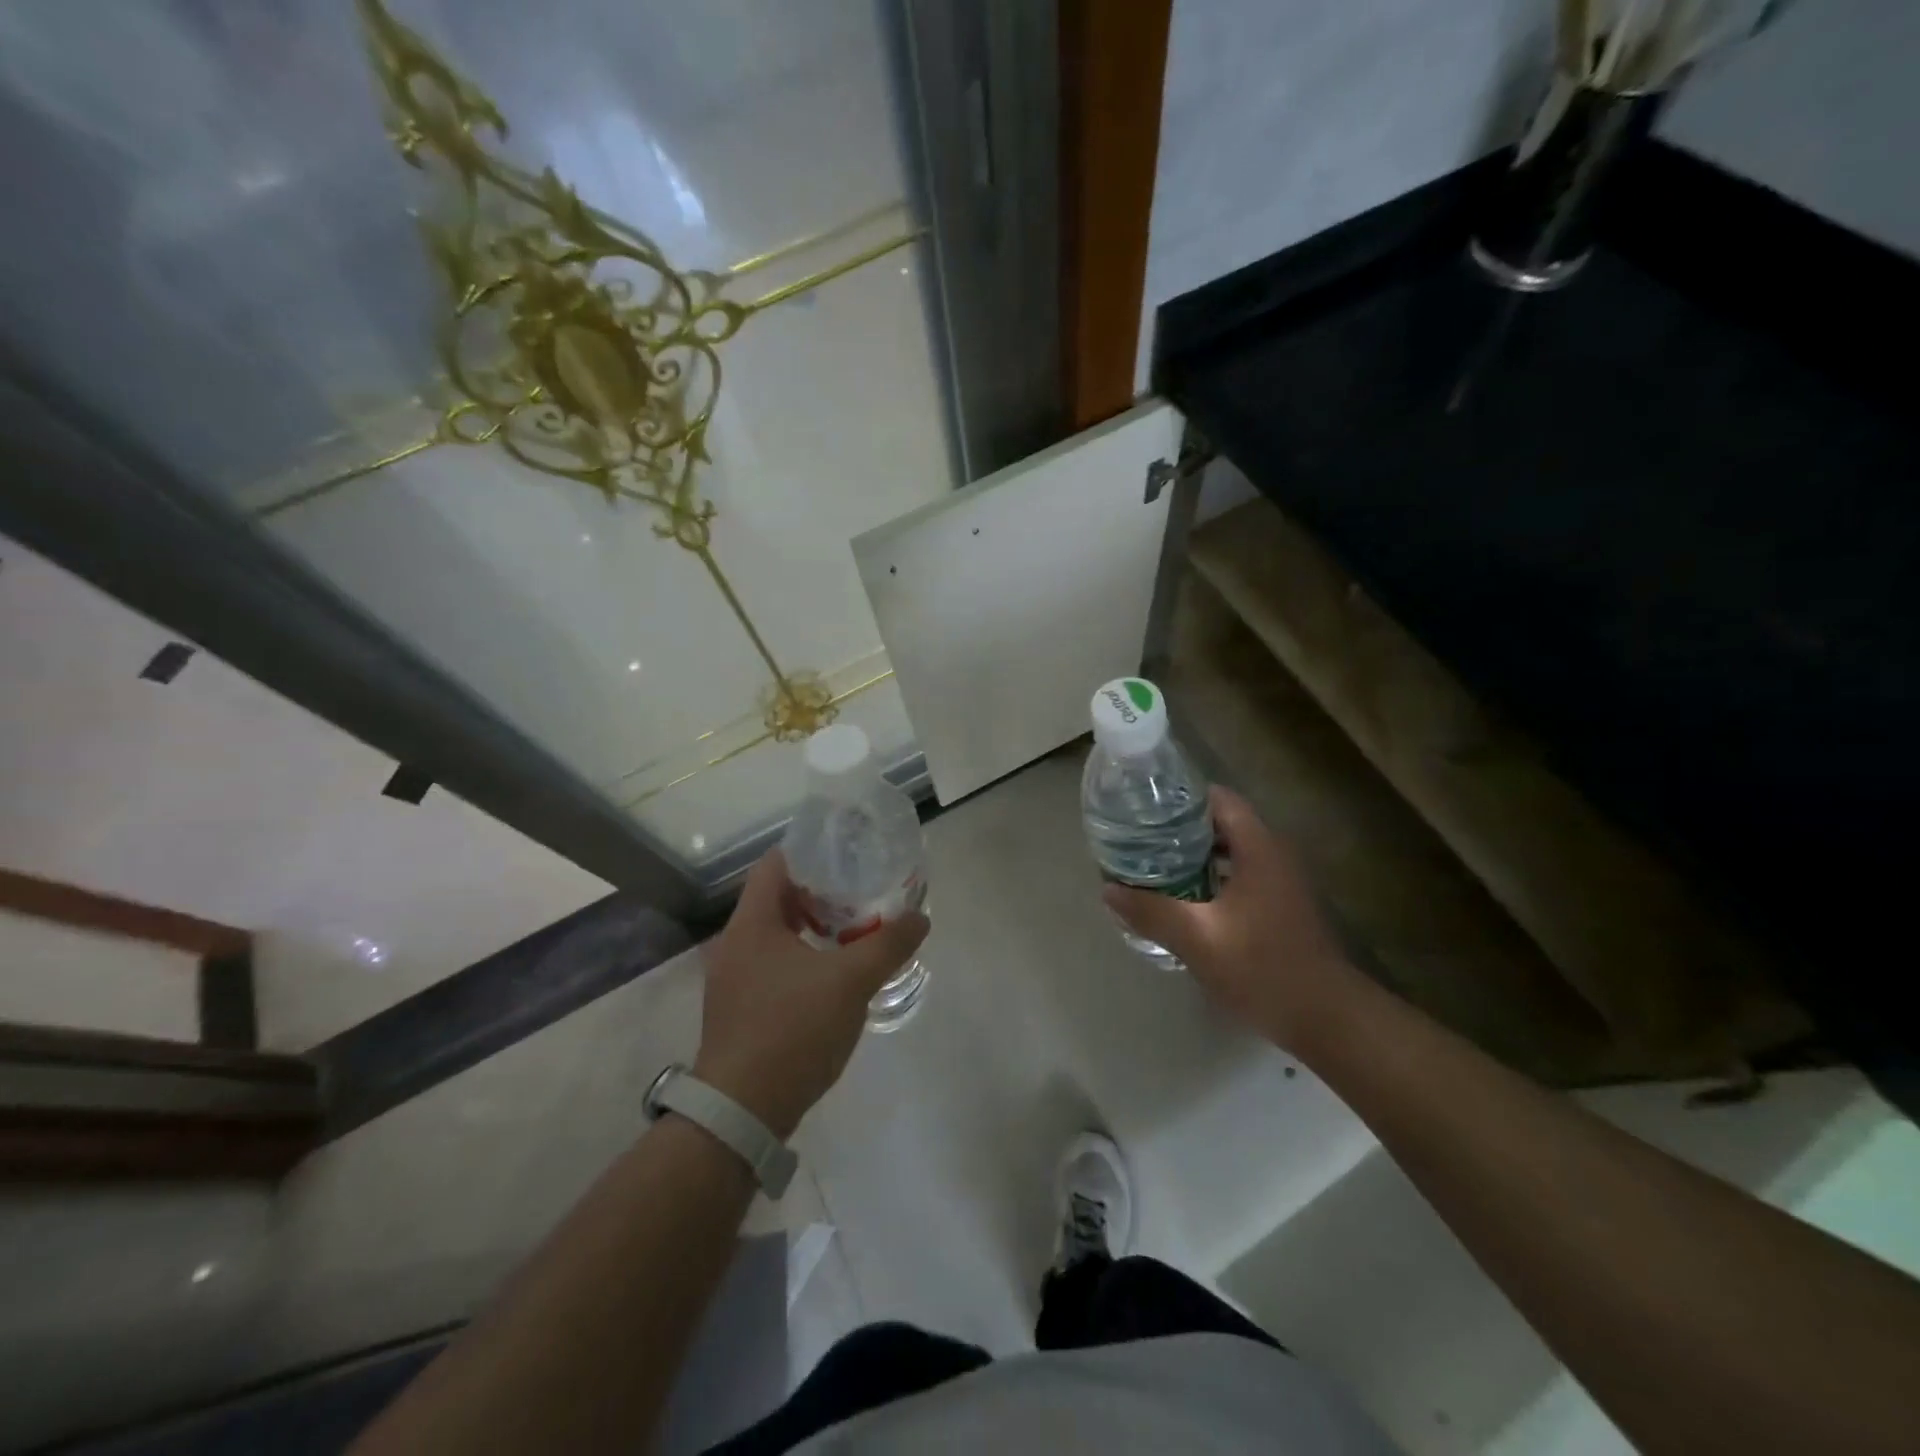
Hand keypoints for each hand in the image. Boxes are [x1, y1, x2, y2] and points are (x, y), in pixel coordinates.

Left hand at [694, 848, 928, 1138]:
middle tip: (861, 890)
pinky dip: (803, 957)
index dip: (811, 852)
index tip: (848, 853)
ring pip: (777, 935)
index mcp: (751, 923)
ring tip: (855, 929)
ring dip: (813, 927)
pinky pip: (773, 965)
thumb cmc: (793, 1030)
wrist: (742, 1112)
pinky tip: (833, 974)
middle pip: (778, 898)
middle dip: (820, 892)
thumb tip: (919, 919)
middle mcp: (735, 944)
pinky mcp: (739, 1009)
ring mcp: (733, 979)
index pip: (776, 864)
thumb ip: (888, 945)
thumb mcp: (851, 982)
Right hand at [1103, 787, 1359, 1053]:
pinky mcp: (1281, 906)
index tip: (1145, 806)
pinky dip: (1212, 877)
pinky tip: (1184, 898)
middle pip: (1222, 823)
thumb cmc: (1263, 968)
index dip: (1181, 797)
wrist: (1326, 1018)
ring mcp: (1281, 882)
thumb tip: (1109, 890)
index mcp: (1259, 848)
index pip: (1219, 799)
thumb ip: (1152, 911)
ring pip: (1231, 852)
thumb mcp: (1198, 939)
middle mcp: (1274, 855)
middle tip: (1140, 838)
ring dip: (1195, 855)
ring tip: (1153, 865)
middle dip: (1180, 828)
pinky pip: (1240, 875)